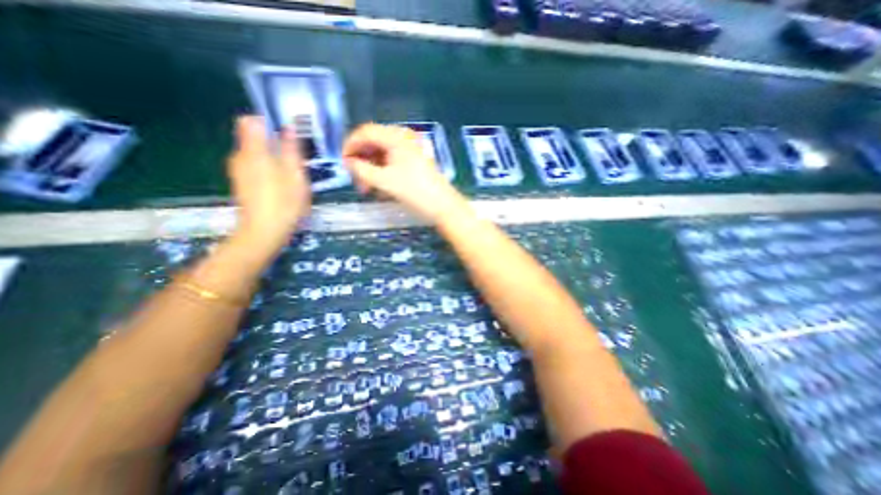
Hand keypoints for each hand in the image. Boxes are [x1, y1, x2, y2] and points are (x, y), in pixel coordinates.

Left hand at [227, 117, 308, 250]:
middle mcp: (240, 156)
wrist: (265, 231)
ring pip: (254, 152)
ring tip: (291, 171)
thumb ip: (291, 150)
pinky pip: (253, 165)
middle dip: (273, 141)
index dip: (267, 122)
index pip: (250, 121)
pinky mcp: (241, 183)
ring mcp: (238, 170)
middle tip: (295, 155)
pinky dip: (266, 167)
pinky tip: (281, 182)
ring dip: (271, 155)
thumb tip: (288, 128)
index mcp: (254, 151)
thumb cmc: (285, 202)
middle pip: (252, 137)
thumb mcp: (296, 175)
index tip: (285, 133)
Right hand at [342, 123, 467, 221]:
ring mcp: (410, 150)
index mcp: (396, 137)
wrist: (443, 206)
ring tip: (367, 189)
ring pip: (383, 154)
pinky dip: (383, 172)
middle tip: (356, 181)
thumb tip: (348, 162)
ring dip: (371, 169)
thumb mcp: (385, 181)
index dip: (350, 145)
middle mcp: (403, 138)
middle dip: (362, 161)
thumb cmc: (415, 192)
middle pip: (374, 143)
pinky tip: (380, 188)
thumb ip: (362, 170)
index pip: (365, 132)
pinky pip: (393, 162)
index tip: (342, 163)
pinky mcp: (415, 162)